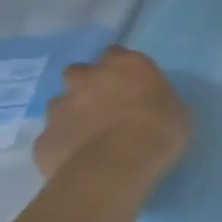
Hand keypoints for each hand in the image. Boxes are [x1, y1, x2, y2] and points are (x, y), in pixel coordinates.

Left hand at [33, 46, 192, 182]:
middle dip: (87, 87)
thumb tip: (157, 108)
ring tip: (90, 139)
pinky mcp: (43, 139)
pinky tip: (78, 162)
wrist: (116, 167)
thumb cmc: (159, 131)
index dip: (121, 69)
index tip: (130, 85)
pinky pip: (52, 139)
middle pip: (80, 73)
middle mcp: (87, 78)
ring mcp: (60, 107)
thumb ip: (160, 102)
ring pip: (61, 105)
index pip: (116, 54)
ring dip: (72, 116)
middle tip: (104, 109)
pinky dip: (63, 146)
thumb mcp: (178, 112)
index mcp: (125, 65)